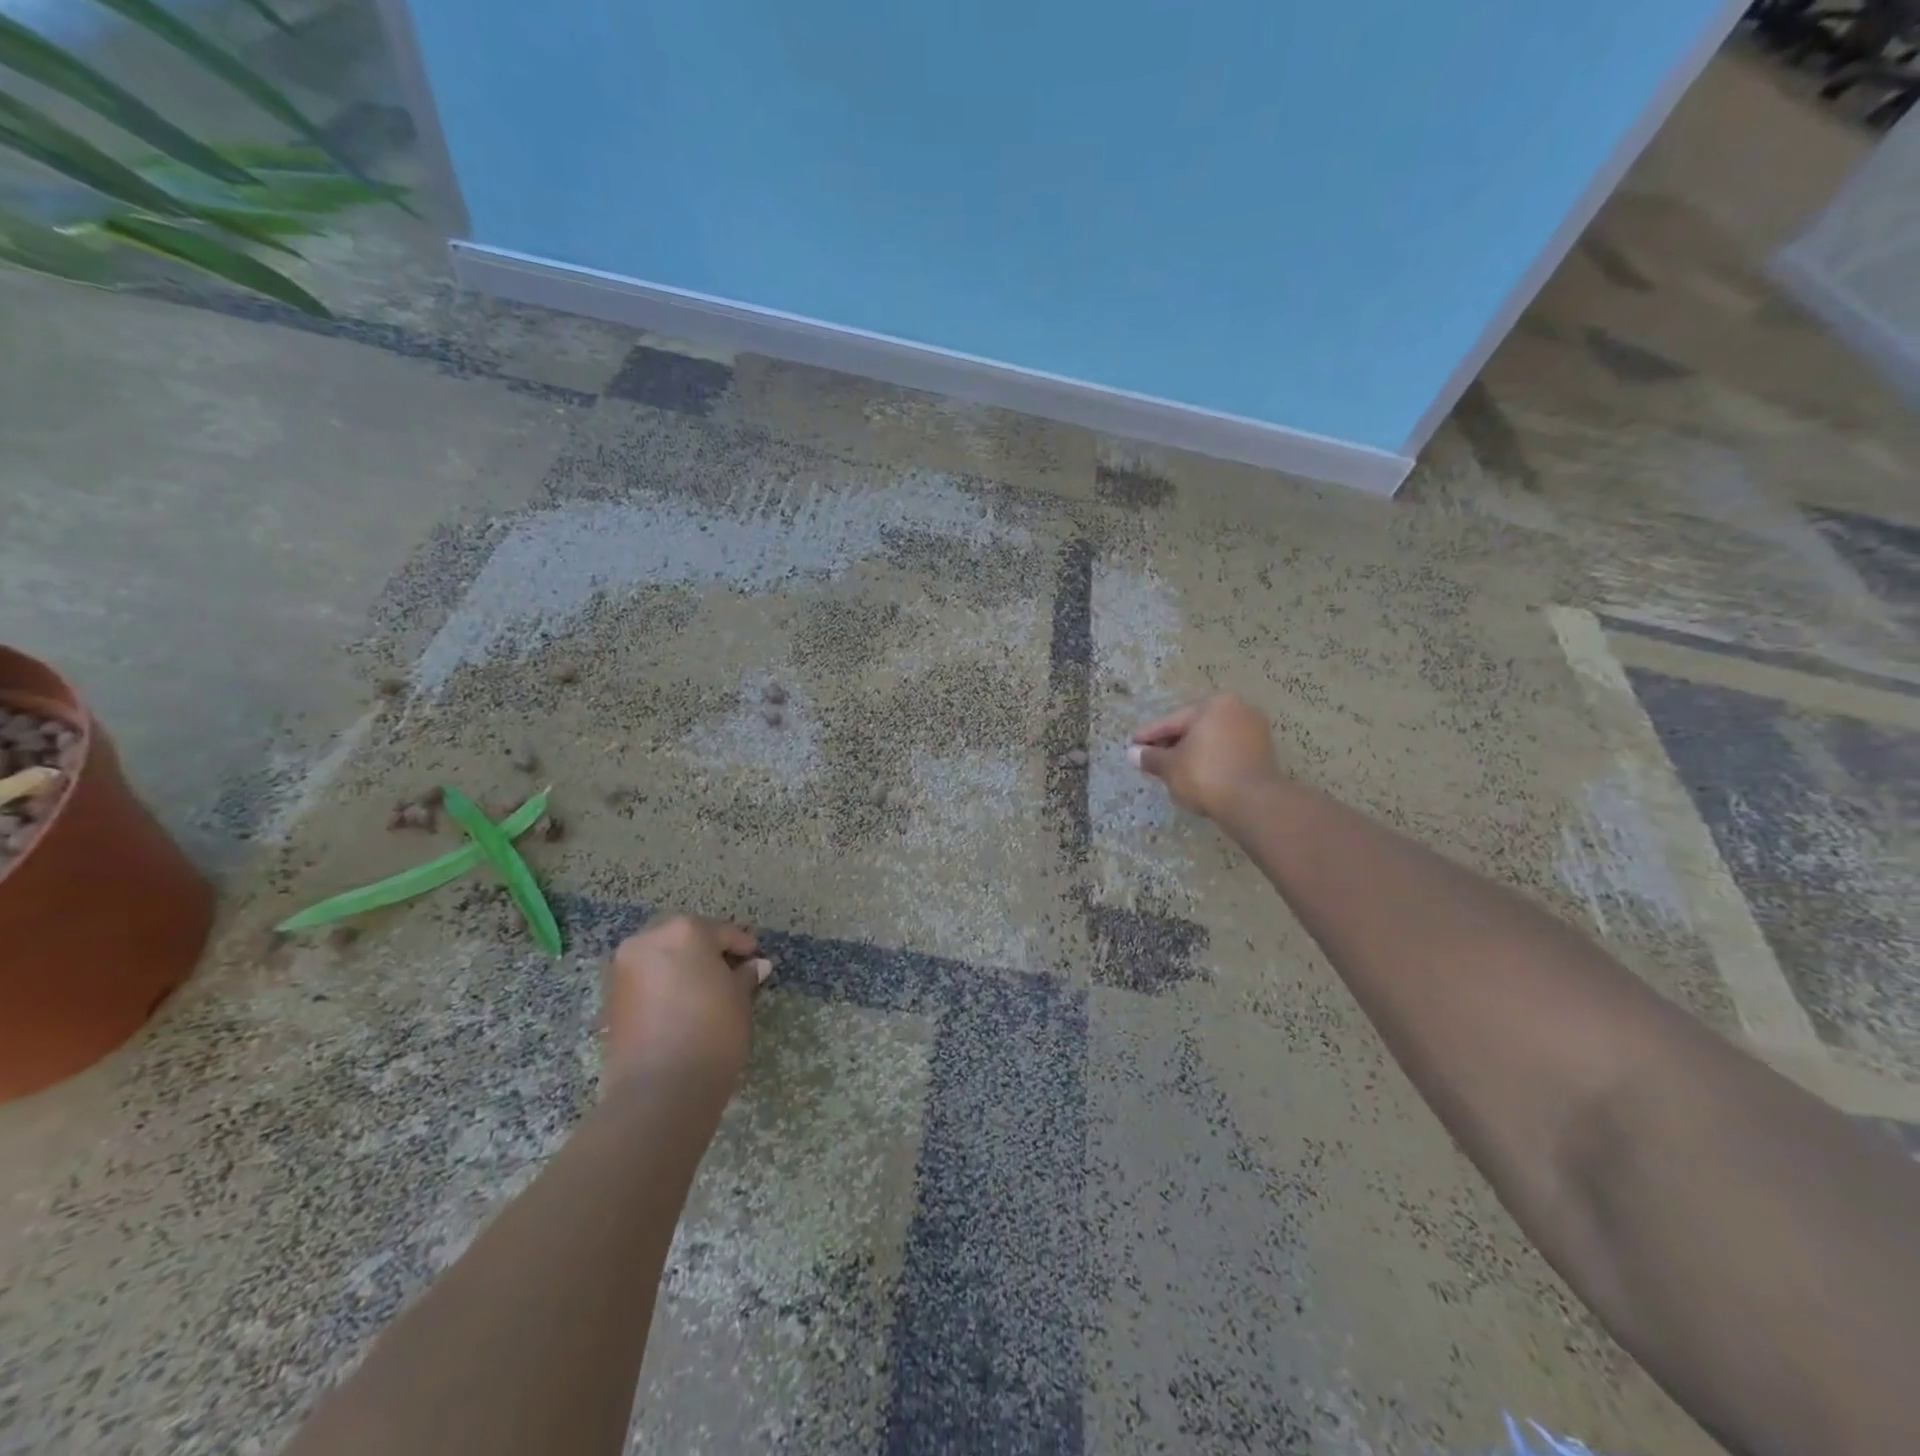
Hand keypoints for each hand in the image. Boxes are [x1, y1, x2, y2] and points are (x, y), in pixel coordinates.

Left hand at [602, 914, 771, 1098]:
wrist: (659, 1089)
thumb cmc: (711, 1032)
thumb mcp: (739, 1000)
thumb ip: (744, 976)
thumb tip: (756, 966)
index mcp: (685, 931)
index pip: (721, 931)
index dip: (741, 945)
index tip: (755, 959)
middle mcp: (648, 940)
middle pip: (683, 935)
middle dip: (704, 948)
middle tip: (727, 969)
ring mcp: (623, 968)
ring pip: (658, 955)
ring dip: (679, 964)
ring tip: (703, 988)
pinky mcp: (610, 997)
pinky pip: (643, 978)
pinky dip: (661, 983)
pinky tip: (679, 1003)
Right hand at [1128, 693, 1282, 819]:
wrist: (1253, 803)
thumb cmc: (1205, 775)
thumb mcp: (1170, 766)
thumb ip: (1150, 757)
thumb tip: (1133, 754)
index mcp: (1214, 705)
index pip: (1172, 721)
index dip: (1149, 735)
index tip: (1132, 745)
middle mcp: (1237, 710)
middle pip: (1193, 728)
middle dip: (1170, 745)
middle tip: (1149, 761)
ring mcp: (1254, 731)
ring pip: (1210, 741)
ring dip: (1189, 754)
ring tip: (1169, 771)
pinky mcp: (1263, 753)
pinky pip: (1226, 752)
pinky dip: (1209, 761)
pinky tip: (1194, 776)